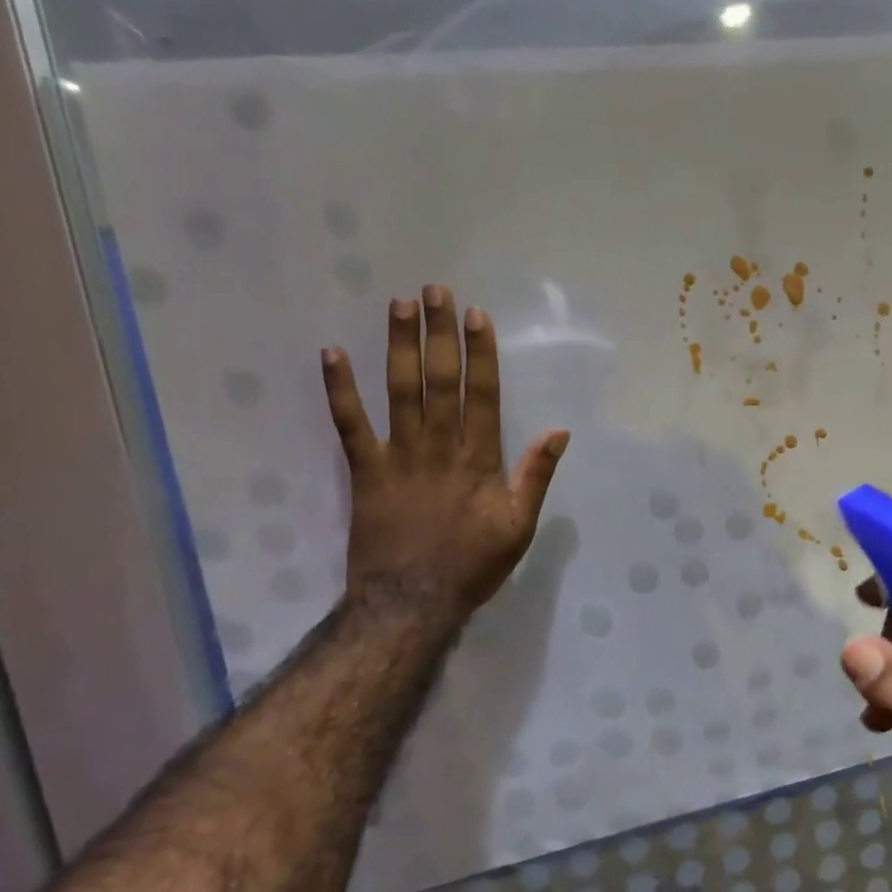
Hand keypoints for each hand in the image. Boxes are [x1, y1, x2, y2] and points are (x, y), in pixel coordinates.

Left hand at [321, 285, 568, 622]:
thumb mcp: (520, 526)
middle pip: (441, 381)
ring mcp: (398, 456)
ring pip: (400, 391)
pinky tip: (332, 353)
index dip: (480, 353)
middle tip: (436, 290)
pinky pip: (349, 425)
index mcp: (479, 460)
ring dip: (399, 345)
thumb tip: (558, 432)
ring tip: (399, 304)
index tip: (476, 316)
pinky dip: (340, 390)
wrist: (412, 602)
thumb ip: (536, 476)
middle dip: (440, 333)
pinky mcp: (365, 471)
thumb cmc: (472, 565)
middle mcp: (439, 448)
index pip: (483, 395)